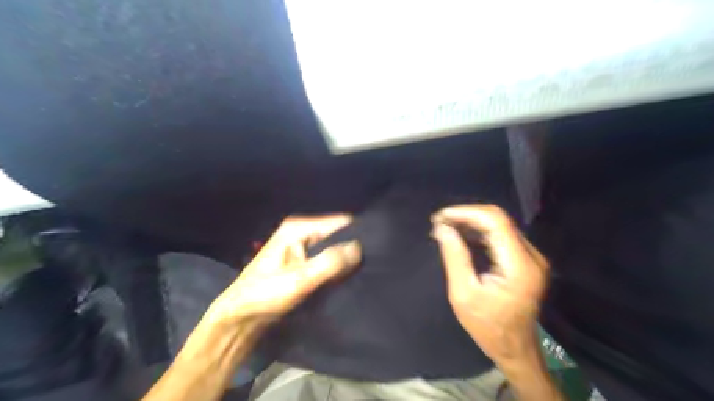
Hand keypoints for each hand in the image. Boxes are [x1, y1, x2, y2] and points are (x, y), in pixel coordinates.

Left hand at [210, 217, 360, 324]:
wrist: (239, 319)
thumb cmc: (263, 296)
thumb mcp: (298, 280)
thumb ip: (329, 262)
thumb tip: (359, 248)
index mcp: (298, 228)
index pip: (339, 222)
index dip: (357, 234)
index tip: (376, 250)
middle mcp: (301, 232)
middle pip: (337, 234)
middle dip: (352, 247)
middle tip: (371, 265)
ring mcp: (301, 247)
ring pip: (333, 247)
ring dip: (345, 259)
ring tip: (363, 272)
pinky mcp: (302, 262)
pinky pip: (326, 259)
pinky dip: (336, 267)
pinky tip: (347, 278)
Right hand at [433, 205, 547, 364]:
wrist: (515, 349)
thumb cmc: (487, 327)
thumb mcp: (464, 294)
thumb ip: (455, 257)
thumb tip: (442, 228)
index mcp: (519, 265)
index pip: (495, 222)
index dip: (466, 213)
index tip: (440, 217)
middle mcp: (531, 255)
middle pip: (498, 219)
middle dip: (466, 215)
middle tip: (439, 221)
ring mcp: (531, 257)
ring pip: (499, 224)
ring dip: (471, 222)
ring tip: (445, 227)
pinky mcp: (525, 260)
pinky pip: (500, 235)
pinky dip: (478, 232)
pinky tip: (460, 236)